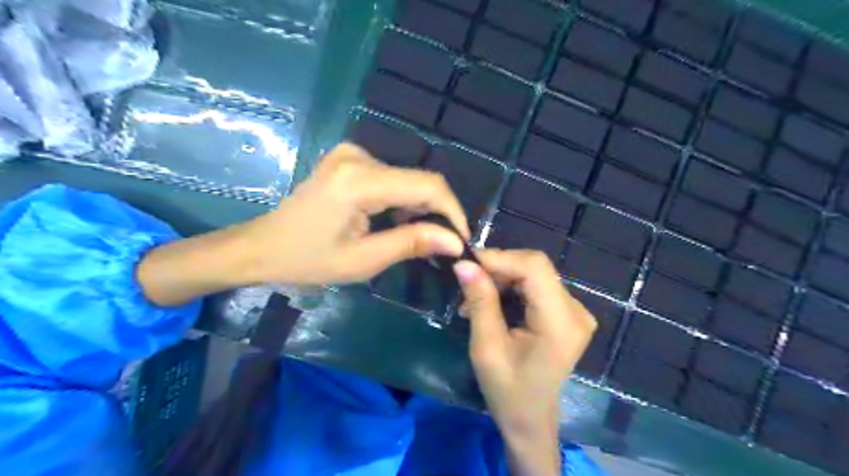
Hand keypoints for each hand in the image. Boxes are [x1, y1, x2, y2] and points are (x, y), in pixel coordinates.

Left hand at [140, 141, 470, 304]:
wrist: (262, 247)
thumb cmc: (307, 260)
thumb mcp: (363, 260)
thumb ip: (412, 243)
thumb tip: (456, 242)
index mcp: (360, 180)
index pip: (427, 186)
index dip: (453, 211)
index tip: (462, 240)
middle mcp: (358, 156)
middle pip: (418, 181)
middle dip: (436, 213)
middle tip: (442, 246)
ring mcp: (352, 154)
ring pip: (406, 180)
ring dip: (419, 209)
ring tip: (420, 239)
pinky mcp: (349, 160)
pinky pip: (391, 178)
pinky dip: (401, 201)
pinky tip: (396, 223)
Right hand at [450, 249, 594, 475]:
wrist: (530, 419)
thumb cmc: (507, 391)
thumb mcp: (486, 347)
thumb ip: (480, 302)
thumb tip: (463, 264)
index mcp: (560, 322)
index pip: (534, 268)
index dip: (499, 258)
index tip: (466, 263)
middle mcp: (576, 310)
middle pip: (535, 267)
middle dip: (498, 268)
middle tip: (467, 282)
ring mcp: (575, 311)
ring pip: (534, 273)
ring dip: (501, 278)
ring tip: (473, 298)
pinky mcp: (567, 313)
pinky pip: (536, 285)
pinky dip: (511, 287)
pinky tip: (491, 301)